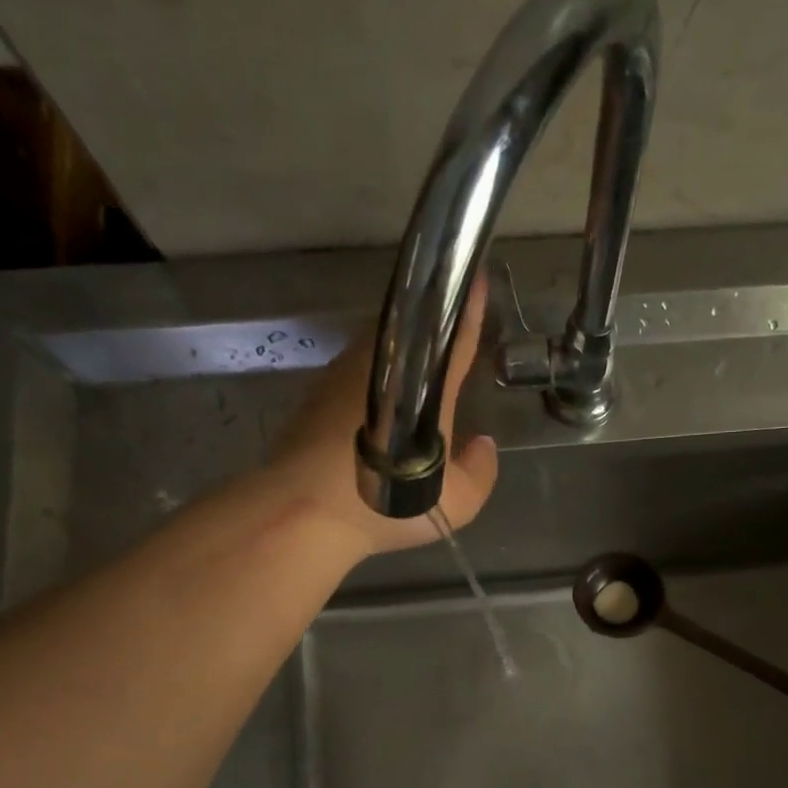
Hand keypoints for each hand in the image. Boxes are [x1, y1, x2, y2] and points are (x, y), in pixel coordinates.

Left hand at [263, 275, 498, 559]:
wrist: (305, 510)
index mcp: (424, 385)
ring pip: (379, 349)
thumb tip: (483, 444)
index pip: (453, 335)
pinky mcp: (314, 392)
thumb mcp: (458, 503)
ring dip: (396, 354)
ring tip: (410, 375)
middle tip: (443, 342)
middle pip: (410, 332)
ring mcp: (342, 375)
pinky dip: (369, 379)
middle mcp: (382, 366)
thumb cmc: (389, 503)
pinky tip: (374, 407)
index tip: (474, 277)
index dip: (467, 308)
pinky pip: (353, 373)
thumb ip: (480, 471)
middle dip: (428, 330)